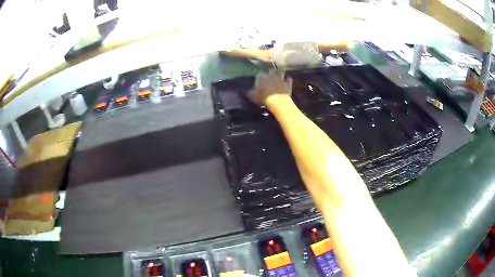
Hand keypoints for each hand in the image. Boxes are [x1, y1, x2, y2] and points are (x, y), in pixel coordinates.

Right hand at [248, 69, 292, 105]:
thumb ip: (248, 93)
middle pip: (272, 70)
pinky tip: (287, 80)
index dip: (261, 74)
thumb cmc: (263, 97)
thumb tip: (244, 91)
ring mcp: (281, 78)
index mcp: (262, 77)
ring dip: (280, 73)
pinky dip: (288, 79)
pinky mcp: (288, 83)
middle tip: (271, 74)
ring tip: (279, 75)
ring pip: (281, 72)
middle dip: (272, 71)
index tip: (261, 76)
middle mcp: (272, 75)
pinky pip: (289, 79)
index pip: (261, 72)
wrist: (277, 101)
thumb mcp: (252, 96)